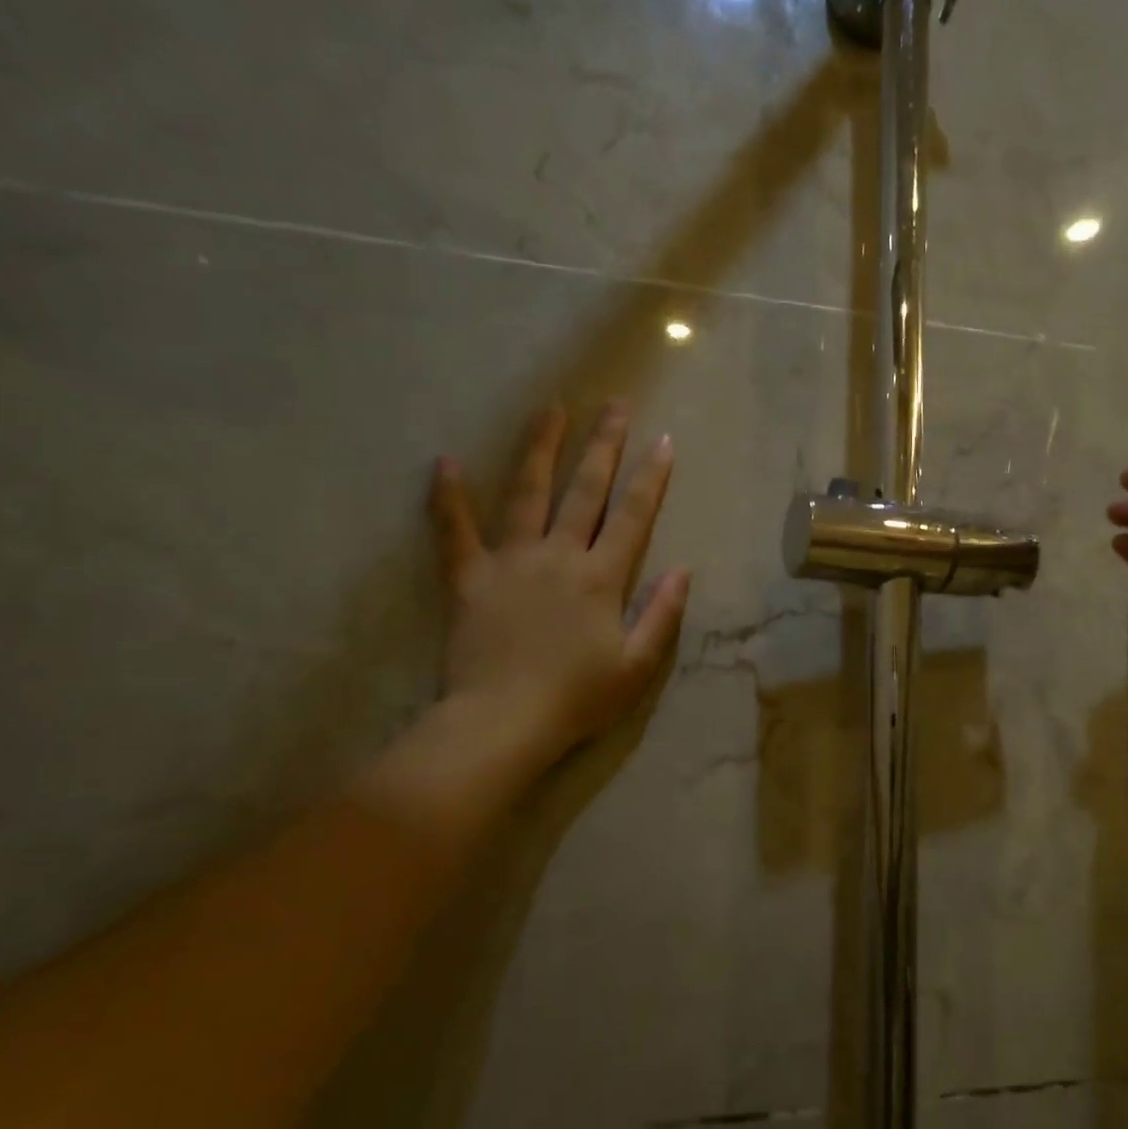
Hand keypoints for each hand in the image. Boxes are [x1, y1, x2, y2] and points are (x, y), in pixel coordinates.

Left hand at [430, 402, 689, 764]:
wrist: (502, 722)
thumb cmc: (577, 699)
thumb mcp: (637, 666)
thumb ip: (662, 615)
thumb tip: (683, 569)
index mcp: (601, 578)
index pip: (632, 516)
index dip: (651, 478)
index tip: (663, 442)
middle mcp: (559, 556)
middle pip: (585, 491)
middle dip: (604, 445)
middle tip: (614, 405)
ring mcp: (511, 562)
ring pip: (527, 494)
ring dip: (540, 449)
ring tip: (552, 410)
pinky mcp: (469, 579)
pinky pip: (455, 532)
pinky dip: (448, 499)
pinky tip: (444, 462)